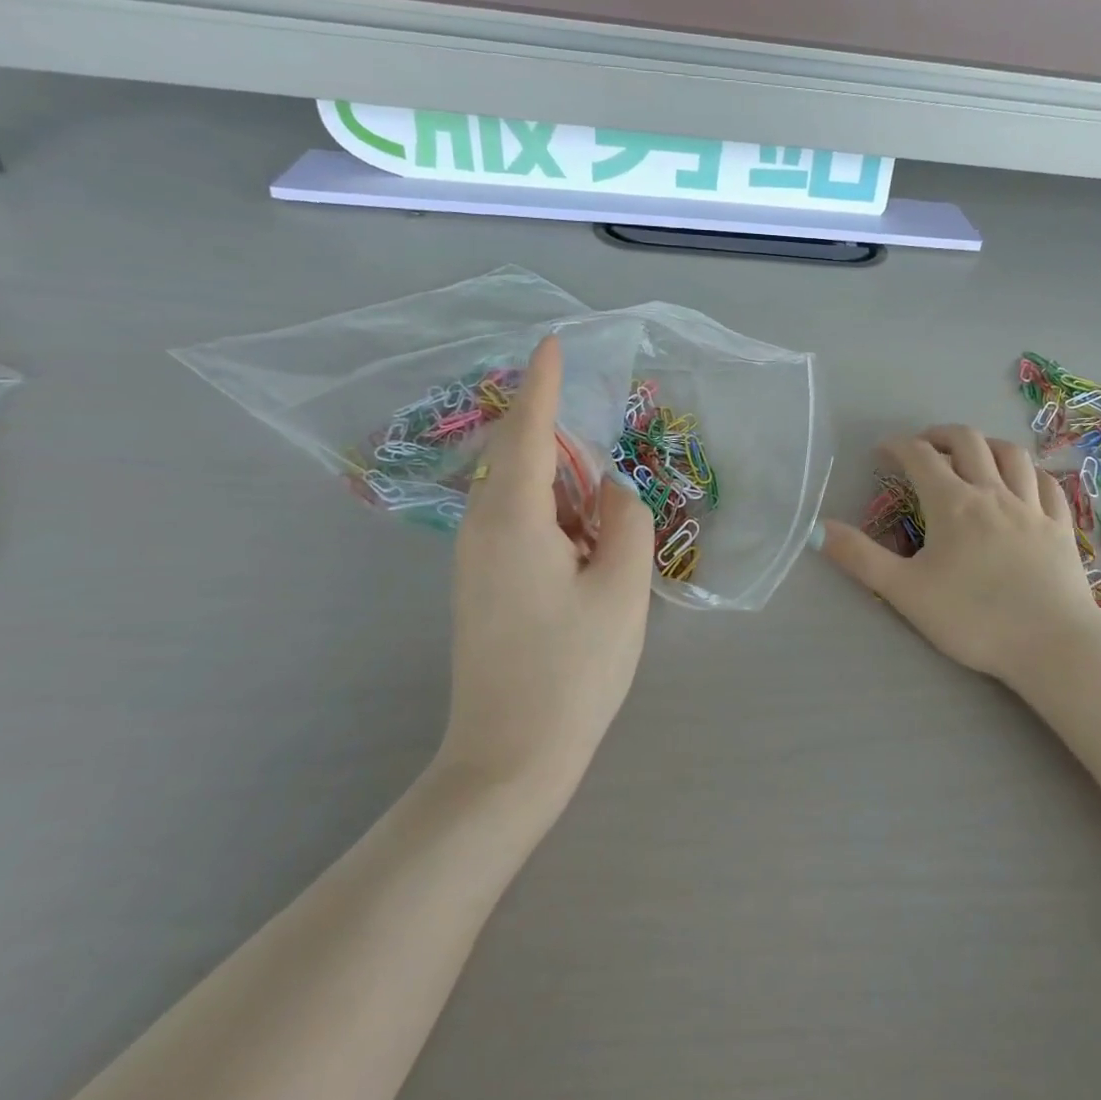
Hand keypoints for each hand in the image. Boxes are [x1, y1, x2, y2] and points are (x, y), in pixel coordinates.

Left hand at [441, 336, 653, 798]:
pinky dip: (552, 519)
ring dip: (562, 491)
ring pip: (518, 494)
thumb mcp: (623, 589)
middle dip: (561, 443)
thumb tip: (613, 490)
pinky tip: (584, 555)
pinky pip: (515, 525)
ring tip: (604, 529)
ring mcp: (474, 559)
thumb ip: (627, 521)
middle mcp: (482, 528)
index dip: (544, 383)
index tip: (552, 343)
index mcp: (515, 518)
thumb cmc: (574, 669)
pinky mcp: (479, 585)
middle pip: (519, 458)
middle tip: (607, 468)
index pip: (531, 430)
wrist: (511, 756)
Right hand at [818, 426, 1100, 690]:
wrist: (1051, 645)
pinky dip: (1029, 471)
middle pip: (968, 442)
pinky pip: (1048, 484)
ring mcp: (1033, 508)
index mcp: (954, 503)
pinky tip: (1024, 480)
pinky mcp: (1060, 527)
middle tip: (924, 445)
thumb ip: (860, 557)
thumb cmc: (972, 619)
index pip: (920, 456)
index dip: (898, 446)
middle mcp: (994, 493)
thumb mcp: (905, 591)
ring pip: (1012, 454)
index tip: (882, 452)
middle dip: (940, 434)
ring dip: (987, 444)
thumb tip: (818, 529)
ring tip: (973, 453)